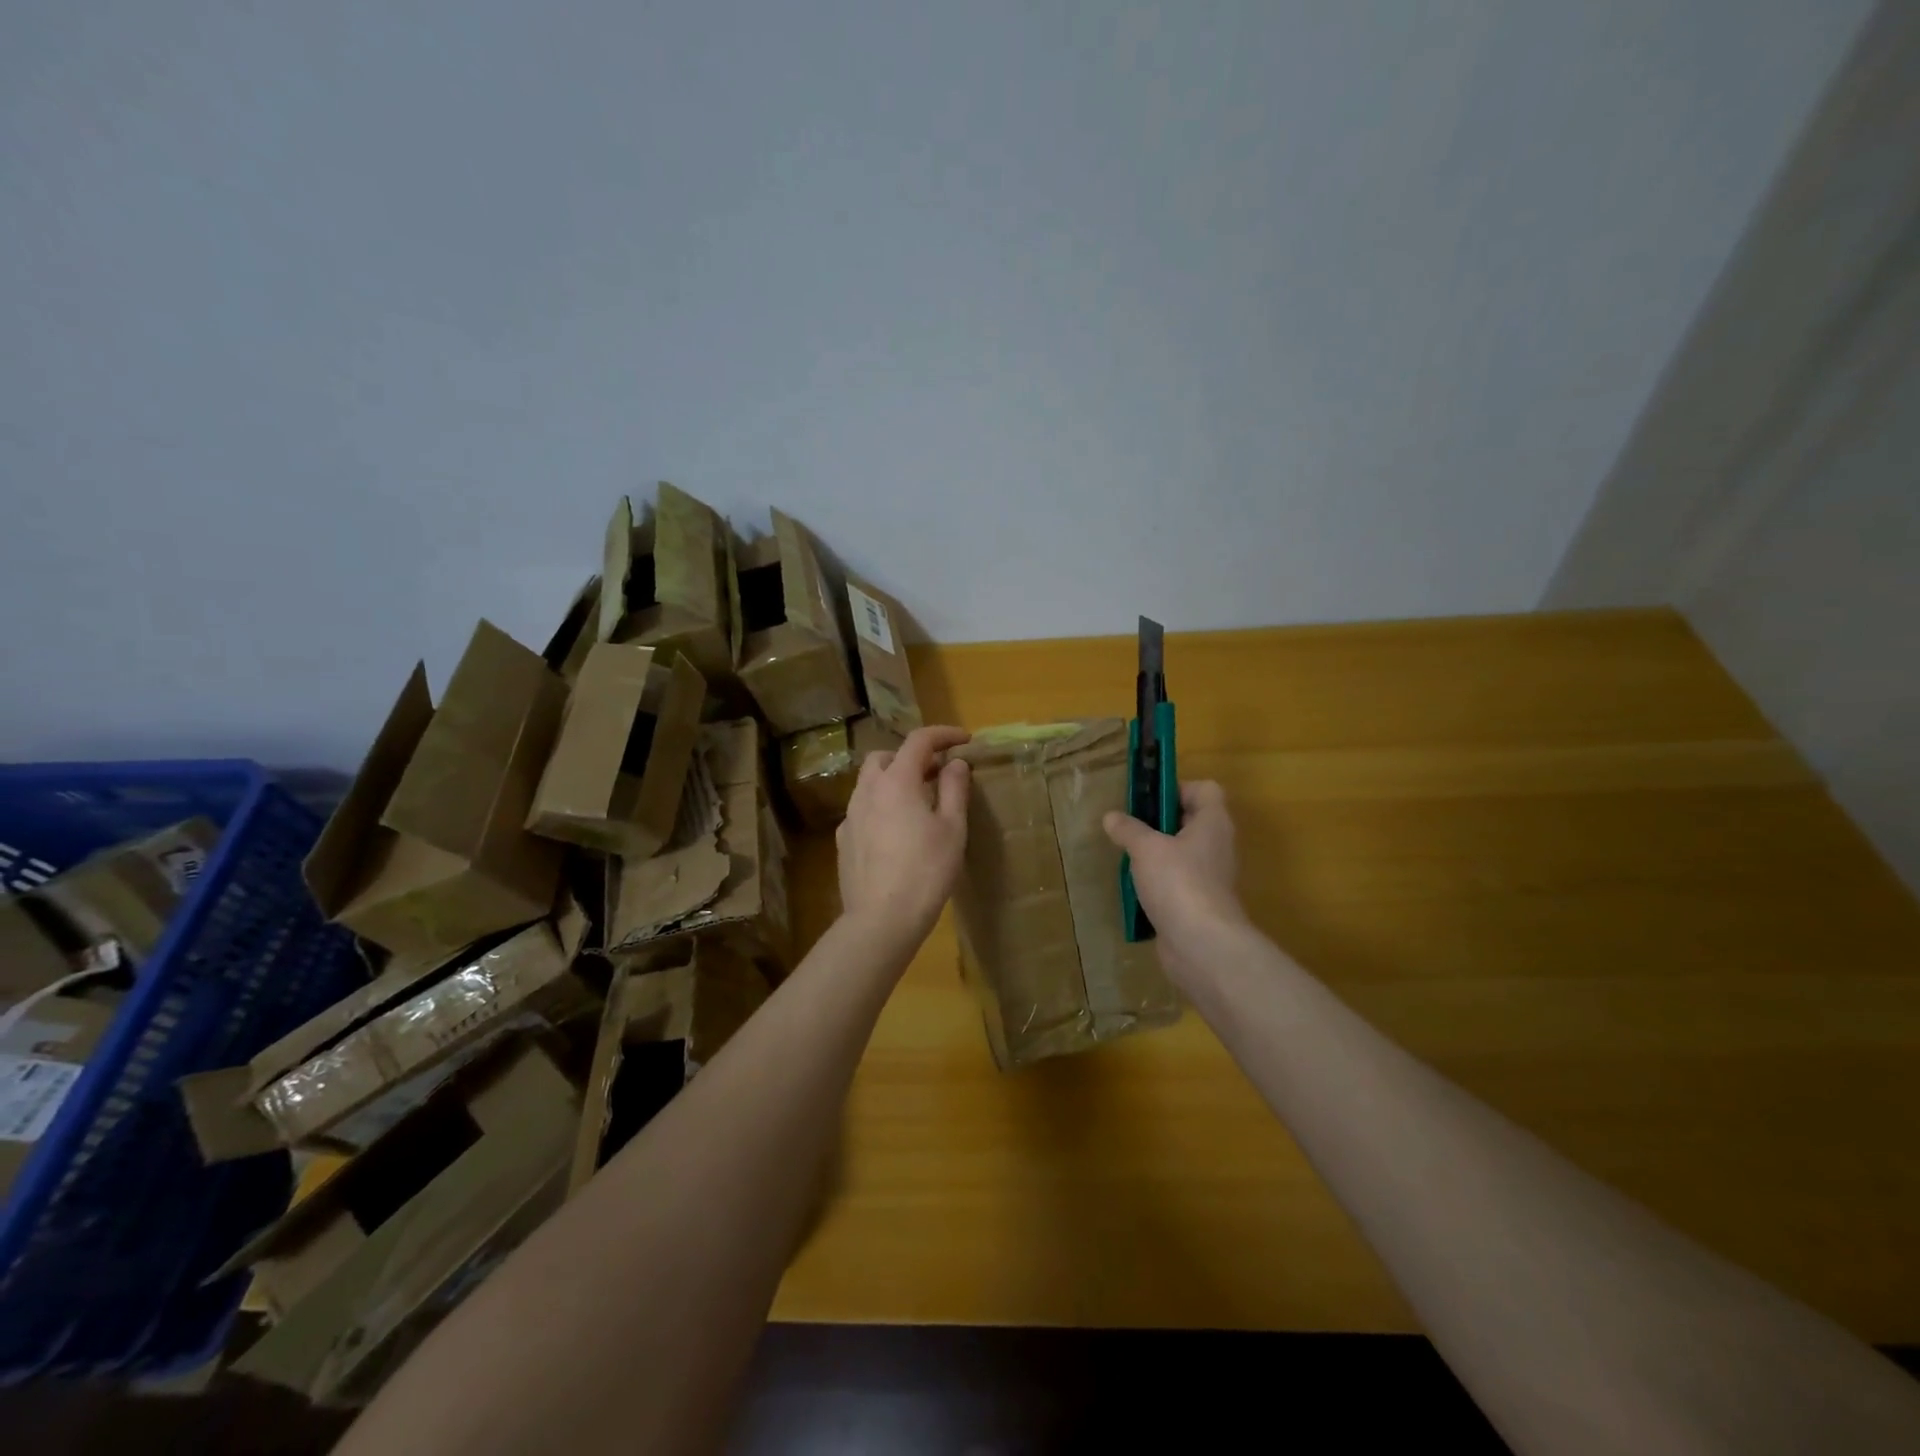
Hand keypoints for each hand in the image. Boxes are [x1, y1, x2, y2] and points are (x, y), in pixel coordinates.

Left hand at [838, 725, 971, 951]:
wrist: (881, 919)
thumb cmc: (926, 871)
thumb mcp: (953, 828)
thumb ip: (954, 789)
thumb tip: (955, 762)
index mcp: (897, 781)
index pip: (919, 740)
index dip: (944, 734)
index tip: (965, 740)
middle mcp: (868, 790)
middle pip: (885, 756)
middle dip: (911, 756)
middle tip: (937, 774)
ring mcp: (850, 816)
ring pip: (869, 782)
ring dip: (893, 780)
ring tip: (917, 801)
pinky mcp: (843, 840)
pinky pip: (862, 809)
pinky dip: (880, 806)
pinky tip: (895, 831)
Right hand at [1103, 781, 1246, 978]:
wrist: (1201, 945)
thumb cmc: (1178, 882)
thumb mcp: (1146, 848)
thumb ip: (1128, 829)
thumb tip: (1111, 817)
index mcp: (1213, 823)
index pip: (1205, 790)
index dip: (1177, 788)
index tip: (1148, 799)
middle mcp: (1216, 846)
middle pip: (1190, 821)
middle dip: (1158, 822)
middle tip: (1128, 826)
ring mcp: (1209, 877)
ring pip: (1180, 854)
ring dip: (1155, 854)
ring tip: (1126, 856)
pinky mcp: (1198, 903)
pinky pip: (1175, 882)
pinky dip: (1156, 882)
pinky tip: (1134, 888)